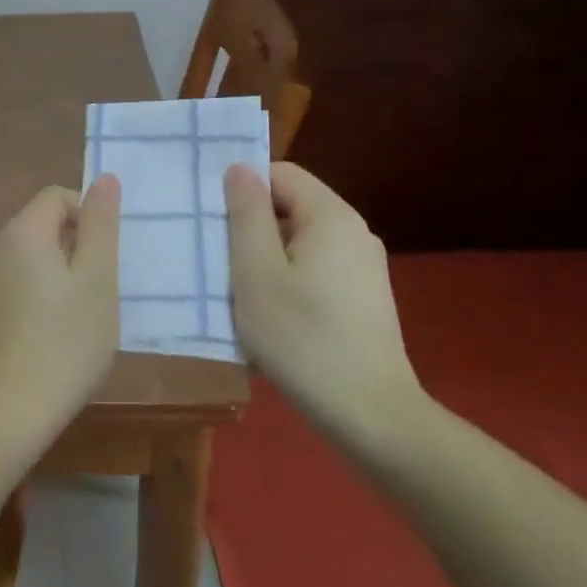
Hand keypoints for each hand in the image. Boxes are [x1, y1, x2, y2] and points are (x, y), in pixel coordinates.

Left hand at [0, 177, 120, 429]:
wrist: (11, 408)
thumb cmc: (66, 340)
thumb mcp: (97, 279)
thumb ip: (101, 224)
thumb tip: (104, 178)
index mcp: (21, 231)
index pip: (58, 195)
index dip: (87, 216)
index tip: (103, 259)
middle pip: (43, 222)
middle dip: (76, 246)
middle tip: (97, 290)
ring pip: (33, 253)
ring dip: (61, 271)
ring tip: (79, 314)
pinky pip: (19, 277)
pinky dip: (42, 290)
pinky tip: (55, 330)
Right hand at [224, 162, 426, 448]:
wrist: (373, 419)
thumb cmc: (303, 339)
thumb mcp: (256, 273)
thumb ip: (246, 214)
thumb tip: (240, 168)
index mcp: (330, 216)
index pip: (279, 173)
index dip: (242, 189)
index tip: (213, 222)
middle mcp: (353, 232)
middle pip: (290, 207)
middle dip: (250, 227)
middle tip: (216, 260)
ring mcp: (363, 268)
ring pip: (299, 242)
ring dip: (265, 259)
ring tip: (237, 293)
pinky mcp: (364, 299)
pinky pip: (315, 270)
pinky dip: (287, 282)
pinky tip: (270, 318)